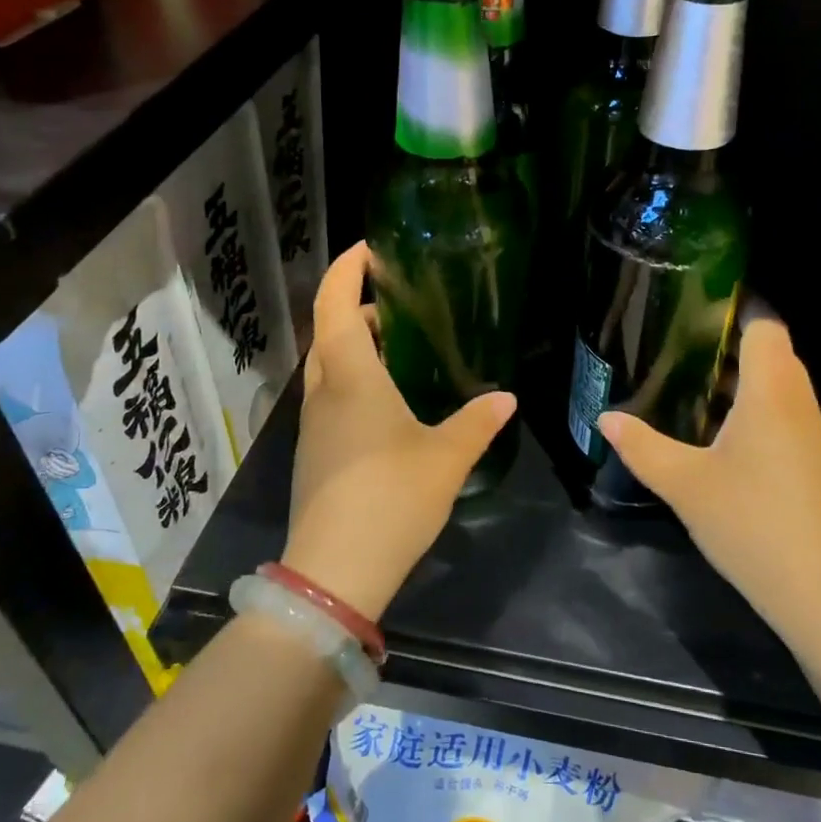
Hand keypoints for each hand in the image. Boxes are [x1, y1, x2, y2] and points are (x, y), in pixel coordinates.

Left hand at [281, 243, 516, 620]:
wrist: (333, 573)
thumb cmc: (390, 498)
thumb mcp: (446, 457)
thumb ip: (477, 422)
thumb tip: (507, 397)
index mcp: (351, 378)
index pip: (335, 304)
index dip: (347, 269)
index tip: (370, 249)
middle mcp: (324, 392)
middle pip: (328, 331)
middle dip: (356, 306)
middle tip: (399, 301)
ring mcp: (313, 425)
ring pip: (328, 365)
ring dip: (354, 345)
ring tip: (399, 347)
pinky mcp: (315, 452)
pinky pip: (331, 396)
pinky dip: (354, 379)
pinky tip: (389, 403)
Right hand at [599, 319, 820, 642]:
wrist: (818, 589)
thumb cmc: (750, 521)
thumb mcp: (684, 483)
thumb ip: (642, 446)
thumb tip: (606, 418)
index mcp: (770, 391)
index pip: (765, 325)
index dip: (734, 309)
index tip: (693, 310)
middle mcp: (797, 401)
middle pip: (773, 349)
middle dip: (730, 341)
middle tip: (681, 346)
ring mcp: (810, 431)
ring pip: (780, 381)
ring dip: (742, 375)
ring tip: (693, 381)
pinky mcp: (812, 458)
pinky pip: (784, 409)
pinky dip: (755, 403)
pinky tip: (719, 428)